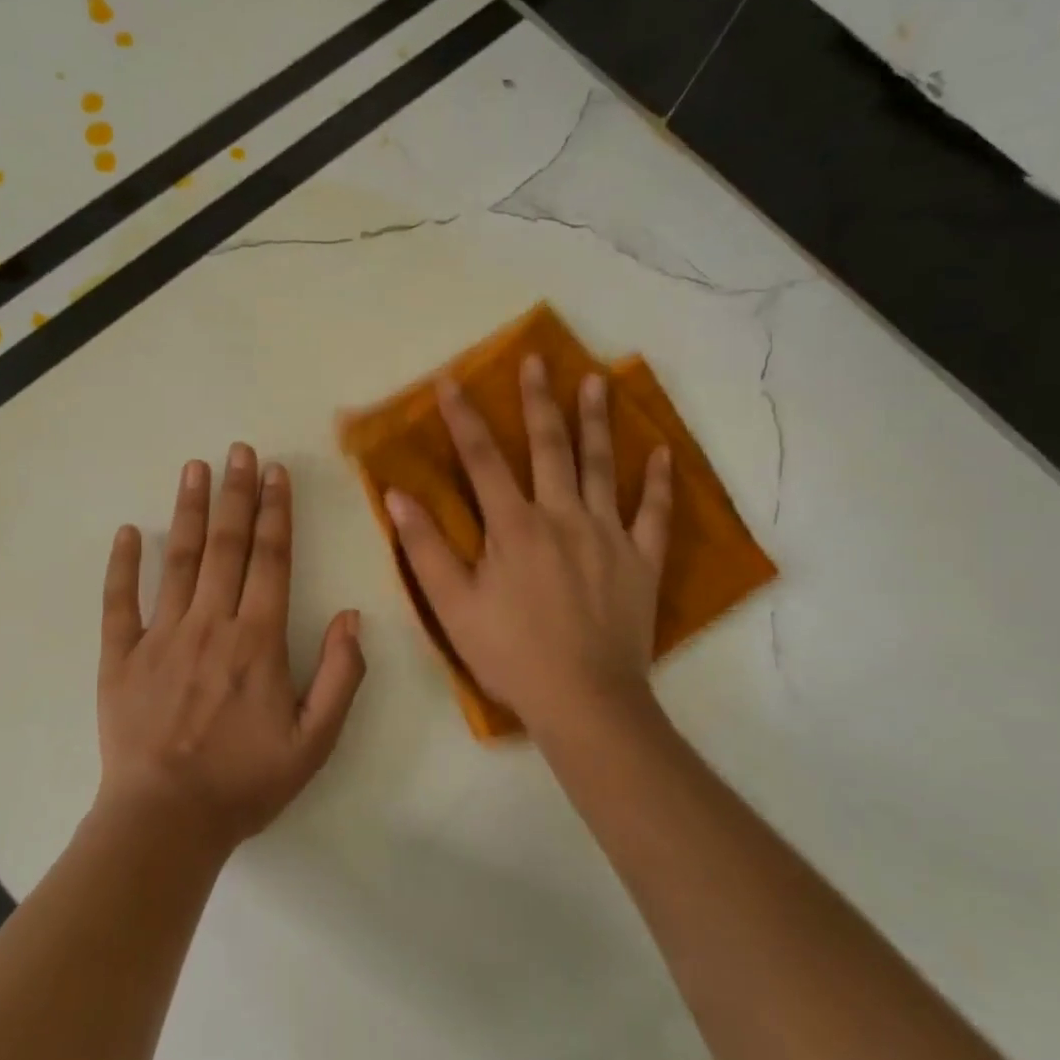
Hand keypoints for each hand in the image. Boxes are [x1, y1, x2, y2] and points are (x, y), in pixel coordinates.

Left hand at [96, 444, 366, 848]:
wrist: (165, 822)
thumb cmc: (245, 781)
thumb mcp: (315, 741)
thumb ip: (341, 676)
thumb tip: (353, 616)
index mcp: (257, 640)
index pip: (271, 560)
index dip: (276, 512)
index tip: (276, 473)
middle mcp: (210, 624)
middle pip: (226, 546)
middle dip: (236, 494)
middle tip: (239, 450)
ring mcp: (161, 636)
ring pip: (178, 560)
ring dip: (188, 511)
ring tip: (195, 468)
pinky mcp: (121, 657)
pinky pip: (120, 603)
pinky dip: (122, 565)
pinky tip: (128, 532)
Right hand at [383, 357, 671, 733]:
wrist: (584, 700)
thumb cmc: (511, 653)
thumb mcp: (454, 605)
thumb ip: (425, 547)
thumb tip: (397, 495)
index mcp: (514, 526)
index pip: (482, 459)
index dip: (464, 417)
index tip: (452, 381)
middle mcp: (563, 516)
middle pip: (549, 446)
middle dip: (538, 400)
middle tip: (536, 359)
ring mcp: (608, 535)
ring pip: (602, 466)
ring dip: (597, 421)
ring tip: (597, 380)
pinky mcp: (641, 559)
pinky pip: (654, 513)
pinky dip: (659, 482)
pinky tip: (663, 452)